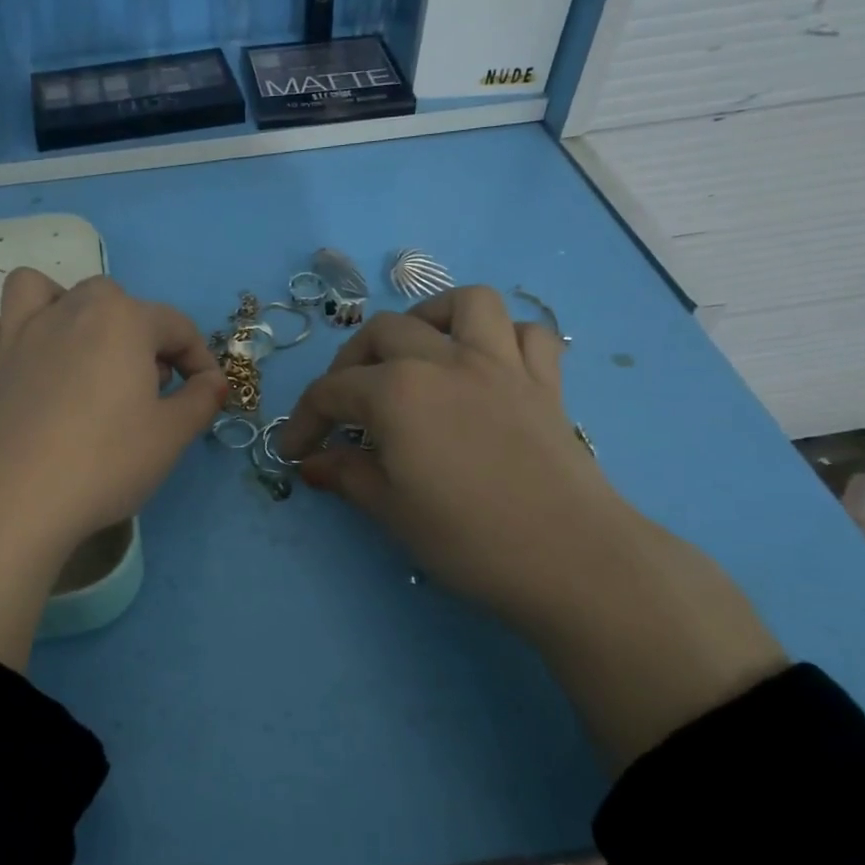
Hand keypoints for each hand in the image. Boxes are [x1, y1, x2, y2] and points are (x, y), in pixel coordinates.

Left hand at [0, 269, 226, 669]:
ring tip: (85, 350)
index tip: (206, 394)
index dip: (199, 359)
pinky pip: (6, 324)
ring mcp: (24, 331)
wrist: (19, 496)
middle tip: (149, 385)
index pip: (176, 325)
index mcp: (123, 318)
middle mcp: (71, 309)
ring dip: (71, 308)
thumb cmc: (106, 460)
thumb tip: (213, 382)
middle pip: (116, 301)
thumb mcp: (171, 436)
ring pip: (48, 291)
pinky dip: (25, 332)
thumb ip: (201, 401)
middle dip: (141, 334)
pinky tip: (39, 365)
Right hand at [279, 286, 783, 764]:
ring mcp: (501, 364)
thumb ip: (346, 475)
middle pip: (383, 333)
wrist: (570, 559)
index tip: (294, 450)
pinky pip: (527, 334)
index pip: (331, 392)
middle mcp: (445, 361)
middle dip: (349, 364)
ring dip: (429, 318)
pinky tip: (485, 364)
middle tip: (344, 405)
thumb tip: (313, 463)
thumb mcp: (391, 510)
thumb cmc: (467, 538)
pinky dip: (503, 337)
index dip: (303, 420)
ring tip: (415, 349)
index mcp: (397, 392)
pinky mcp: (545, 381)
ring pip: (463, 305)